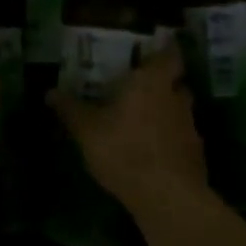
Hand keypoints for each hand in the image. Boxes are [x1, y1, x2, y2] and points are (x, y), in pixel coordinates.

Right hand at [47, 45, 207, 202]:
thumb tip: (50, 92)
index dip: (166, 49)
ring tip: (142, 120)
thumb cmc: (124, 150)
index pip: (170, 55)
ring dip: (165, 111)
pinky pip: (181, 137)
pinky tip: (152, 151)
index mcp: (152, 82)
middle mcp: (176, 98)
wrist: (167, 197)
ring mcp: (190, 127)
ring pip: (179, 110)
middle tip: (141, 85)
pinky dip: (169, 139)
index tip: (156, 48)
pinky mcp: (195, 154)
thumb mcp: (87, 130)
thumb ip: (70, 109)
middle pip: (175, 82)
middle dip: (161, 82)